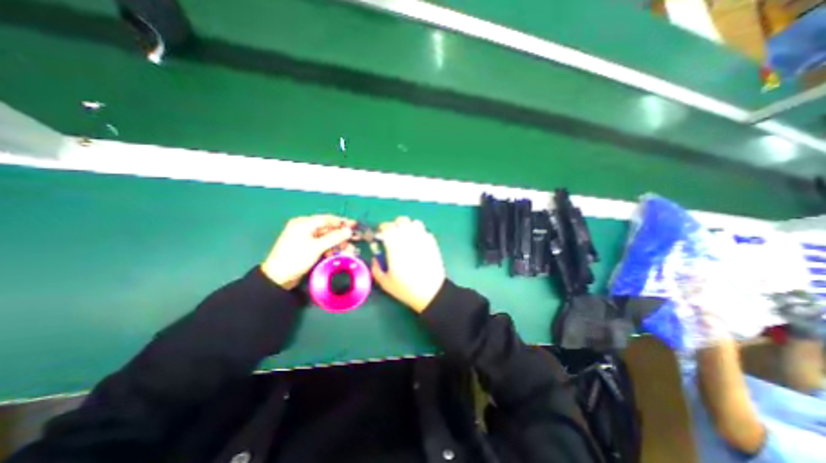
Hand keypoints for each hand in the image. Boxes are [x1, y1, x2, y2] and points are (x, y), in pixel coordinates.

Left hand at [263, 213, 353, 289]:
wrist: (278, 277)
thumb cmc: (296, 258)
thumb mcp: (317, 247)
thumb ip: (334, 237)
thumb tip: (349, 230)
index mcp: (304, 223)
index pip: (327, 219)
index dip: (342, 222)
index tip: (355, 225)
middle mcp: (304, 227)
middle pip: (328, 228)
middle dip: (341, 234)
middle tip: (355, 238)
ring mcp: (305, 238)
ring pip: (326, 237)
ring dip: (337, 243)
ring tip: (348, 249)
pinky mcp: (306, 247)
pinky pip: (321, 244)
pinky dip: (329, 248)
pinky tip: (335, 253)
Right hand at [371, 216, 444, 313]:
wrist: (431, 292)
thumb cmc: (406, 288)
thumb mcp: (385, 282)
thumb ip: (376, 268)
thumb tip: (375, 258)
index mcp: (395, 245)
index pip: (387, 227)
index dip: (382, 228)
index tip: (381, 234)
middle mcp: (409, 238)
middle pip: (402, 220)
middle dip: (395, 225)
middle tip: (393, 234)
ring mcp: (422, 239)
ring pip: (415, 223)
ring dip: (409, 226)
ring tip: (407, 236)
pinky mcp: (433, 243)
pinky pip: (425, 231)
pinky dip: (420, 233)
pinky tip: (418, 243)